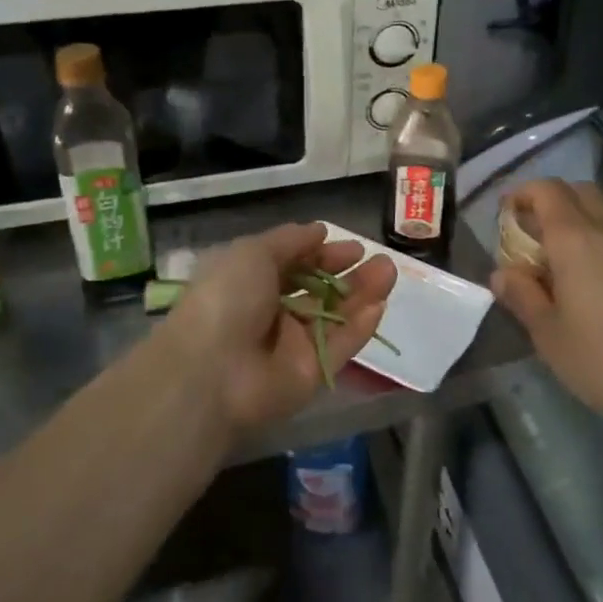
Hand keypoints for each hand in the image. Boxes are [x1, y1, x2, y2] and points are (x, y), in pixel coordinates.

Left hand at [161, 223, 396, 434]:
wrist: (213, 371)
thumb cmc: (227, 299)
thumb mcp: (252, 253)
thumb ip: (289, 241)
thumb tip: (319, 230)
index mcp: (252, 283)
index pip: (296, 265)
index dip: (323, 254)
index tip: (352, 247)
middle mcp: (274, 312)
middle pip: (320, 291)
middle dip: (349, 274)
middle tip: (380, 260)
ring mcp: (294, 344)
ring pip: (336, 315)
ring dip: (363, 294)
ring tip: (389, 272)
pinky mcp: (313, 371)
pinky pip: (341, 345)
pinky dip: (360, 326)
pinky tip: (380, 305)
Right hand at [491, 180, 602, 425]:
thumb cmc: (601, 357)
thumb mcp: (547, 332)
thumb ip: (522, 296)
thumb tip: (501, 274)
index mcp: (574, 239)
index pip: (546, 191)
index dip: (521, 194)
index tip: (502, 214)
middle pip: (576, 191)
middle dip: (547, 200)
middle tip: (526, 231)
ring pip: (597, 209)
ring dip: (571, 217)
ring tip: (549, 255)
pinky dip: (590, 236)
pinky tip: (579, 275)